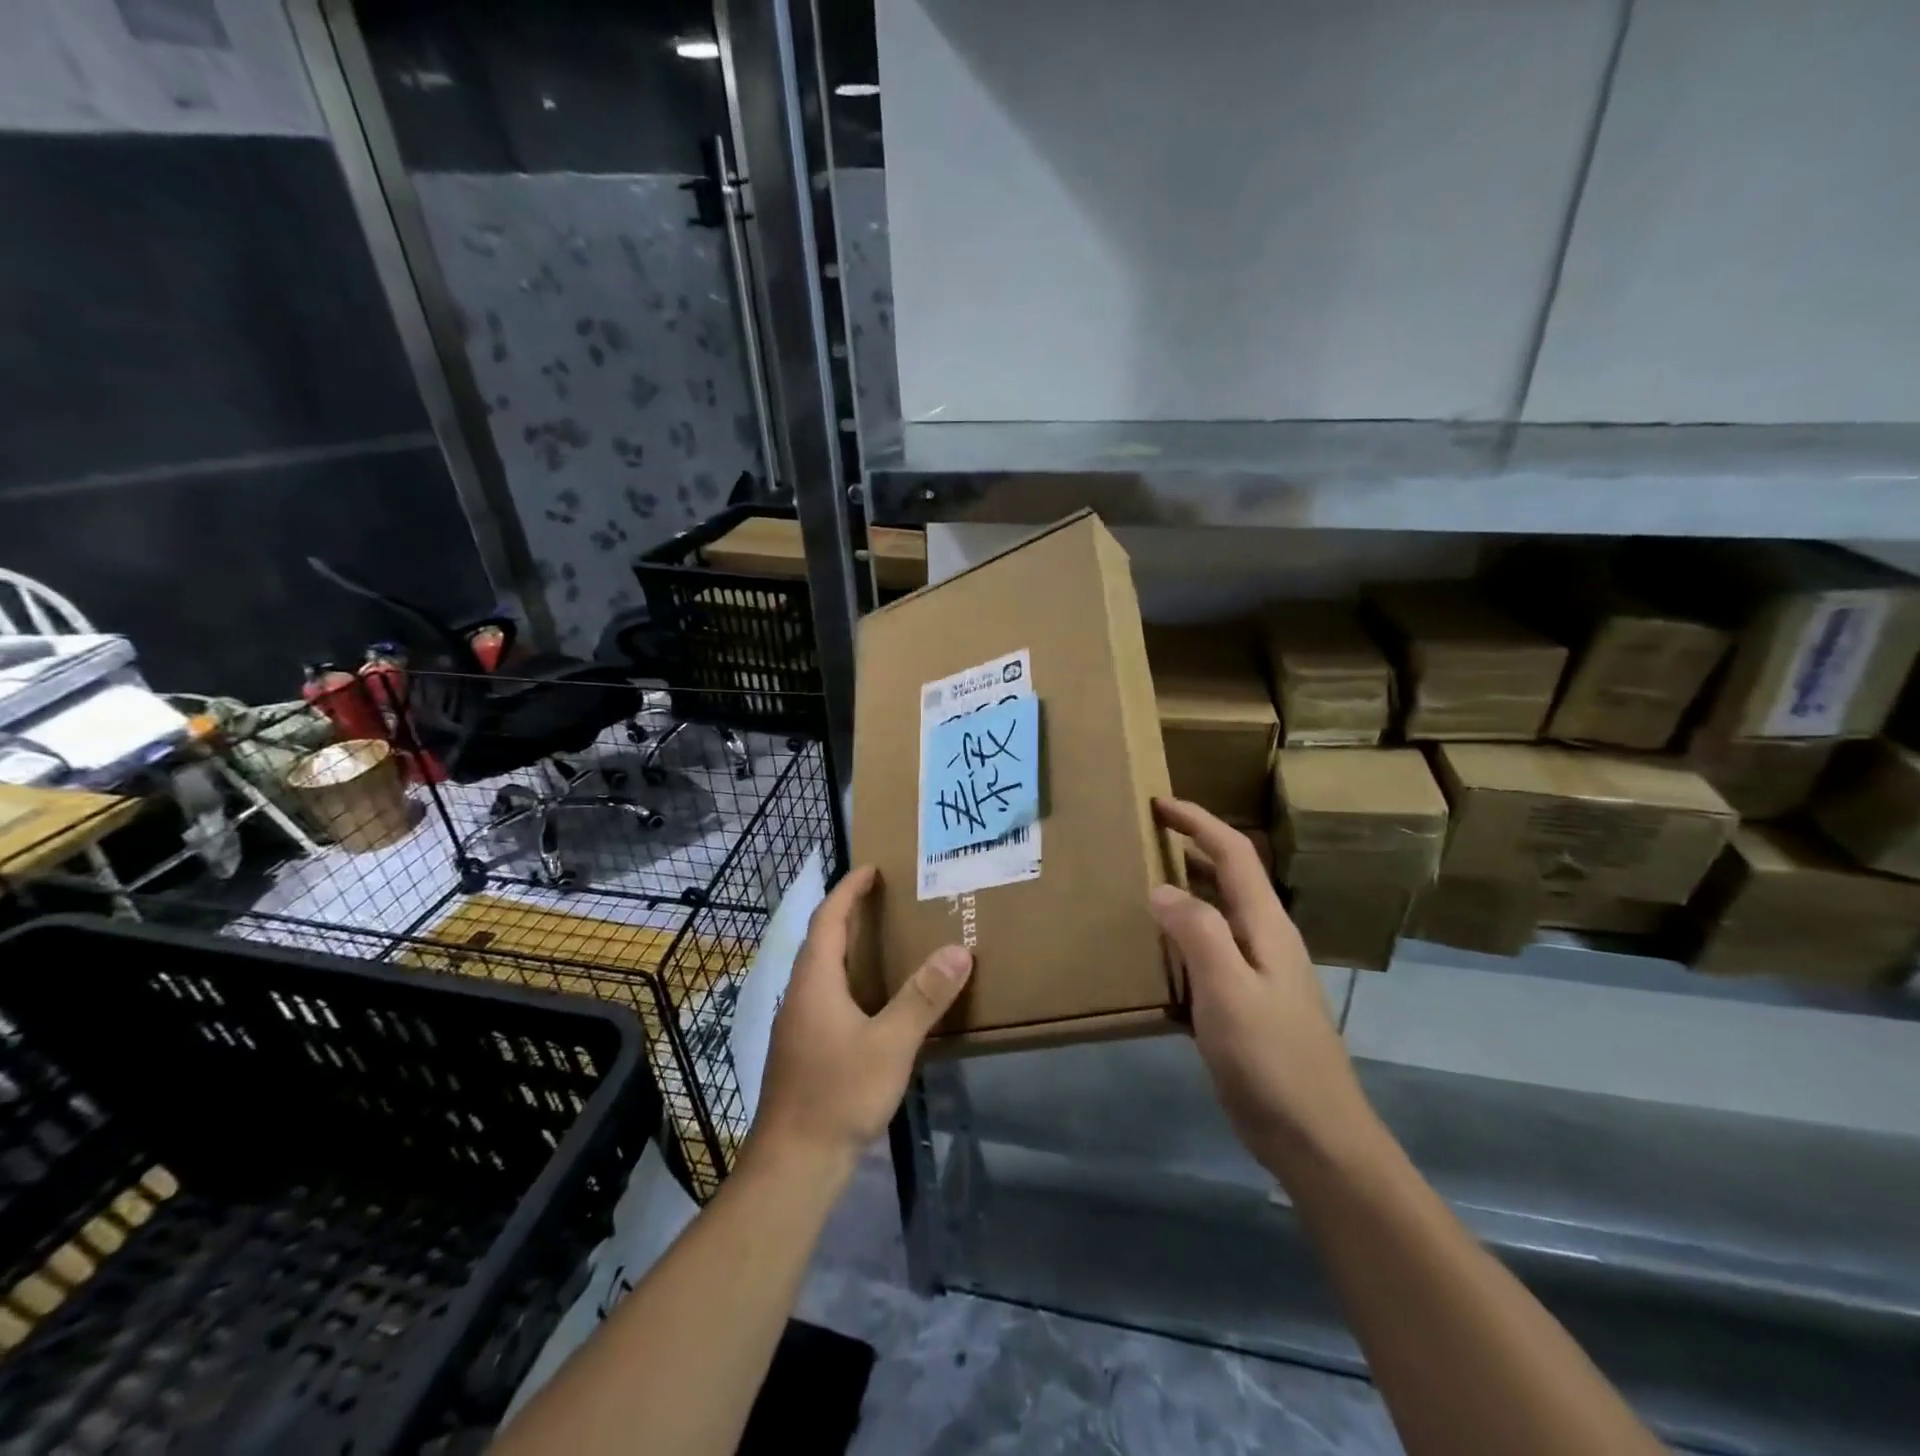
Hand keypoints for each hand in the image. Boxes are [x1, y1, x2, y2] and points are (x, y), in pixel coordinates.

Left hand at [749, 865, 971, 1170]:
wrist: (793, 1163)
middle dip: (849, 914)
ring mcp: (799, 1023)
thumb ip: (924, 997)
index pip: (828, 918)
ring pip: (823, 970)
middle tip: (885, 899)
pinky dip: (849, 979)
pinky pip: (827, 995)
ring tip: (885, 940)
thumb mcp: (890, 1043)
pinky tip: (874, 1000)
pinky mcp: (804, 1048)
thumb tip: (958, 950)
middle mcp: (801, 994)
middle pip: (822, 940)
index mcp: (815, 981)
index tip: (872, 869)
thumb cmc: (839, 1094)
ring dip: (849, 947)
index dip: (848, 889)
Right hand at [1151, 798, 1376, 1176]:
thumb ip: (1197, 932)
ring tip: (1143, 883)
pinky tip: (1158, 952)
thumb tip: (1160, 889)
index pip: (1233, 854)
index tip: (1159, 802)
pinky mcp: (1248, 1004)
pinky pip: (1211, 950)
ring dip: (1187, 888)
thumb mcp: (1228, 991)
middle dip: (1191, 846)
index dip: (1198, 821)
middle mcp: (1266, 939)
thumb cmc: (1272, 1060)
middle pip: (1229, 876)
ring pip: (1219, 913)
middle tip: (1145, 837)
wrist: (1317, 1138)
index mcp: (1266, 926)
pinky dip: (1184, 933)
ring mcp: (1260, 973)